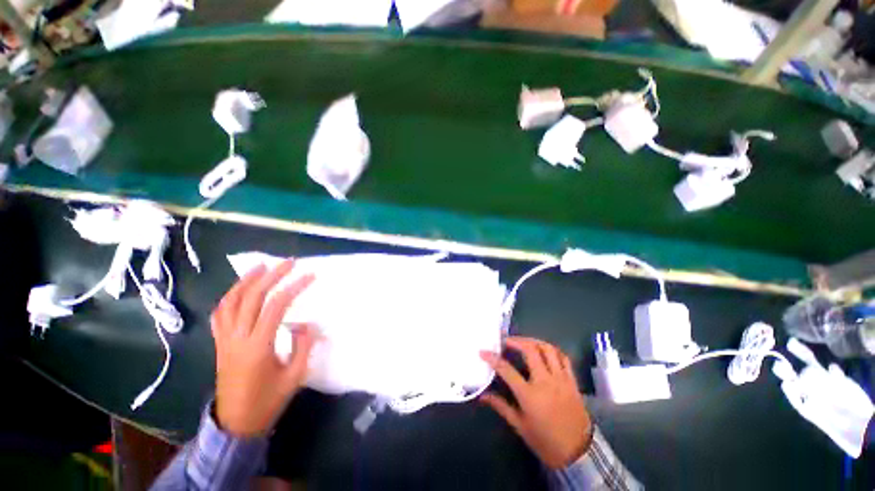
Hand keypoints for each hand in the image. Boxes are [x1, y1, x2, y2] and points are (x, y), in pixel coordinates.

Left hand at [211, 259, 316, 437]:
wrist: (235, 424)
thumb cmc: (267, 402)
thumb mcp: (294, 376)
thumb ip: (303, 346)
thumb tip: (306, 324)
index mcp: (258, 346)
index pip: (276, 306)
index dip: (294, 287)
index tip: (310, 275)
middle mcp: (237, 338)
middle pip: (252, 298)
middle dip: (271, 276)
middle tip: (288, 262)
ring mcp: (224, 340)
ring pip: (230, 302)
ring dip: (246, 281)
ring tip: (261, 266)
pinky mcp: (219, 344)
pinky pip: (220, 315)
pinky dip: (229, 297)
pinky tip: (239, 290)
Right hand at [480, 337, 591, 468]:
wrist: (579, 454)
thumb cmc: (546, 442)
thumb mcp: (520, 426)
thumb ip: (501, 406)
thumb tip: (482, 396)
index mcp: (529, 395)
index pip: (506, 370)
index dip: (492, 358)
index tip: (483, 351)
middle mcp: (545, 382)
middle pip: (530, 350)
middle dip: (515, 341)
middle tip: (506, 341)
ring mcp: (561, 379)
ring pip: (548, 349)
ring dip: (533, 341)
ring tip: (524, 342)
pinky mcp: (572, 381)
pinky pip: (563, 358)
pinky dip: (552, 350)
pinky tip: (544, 351)